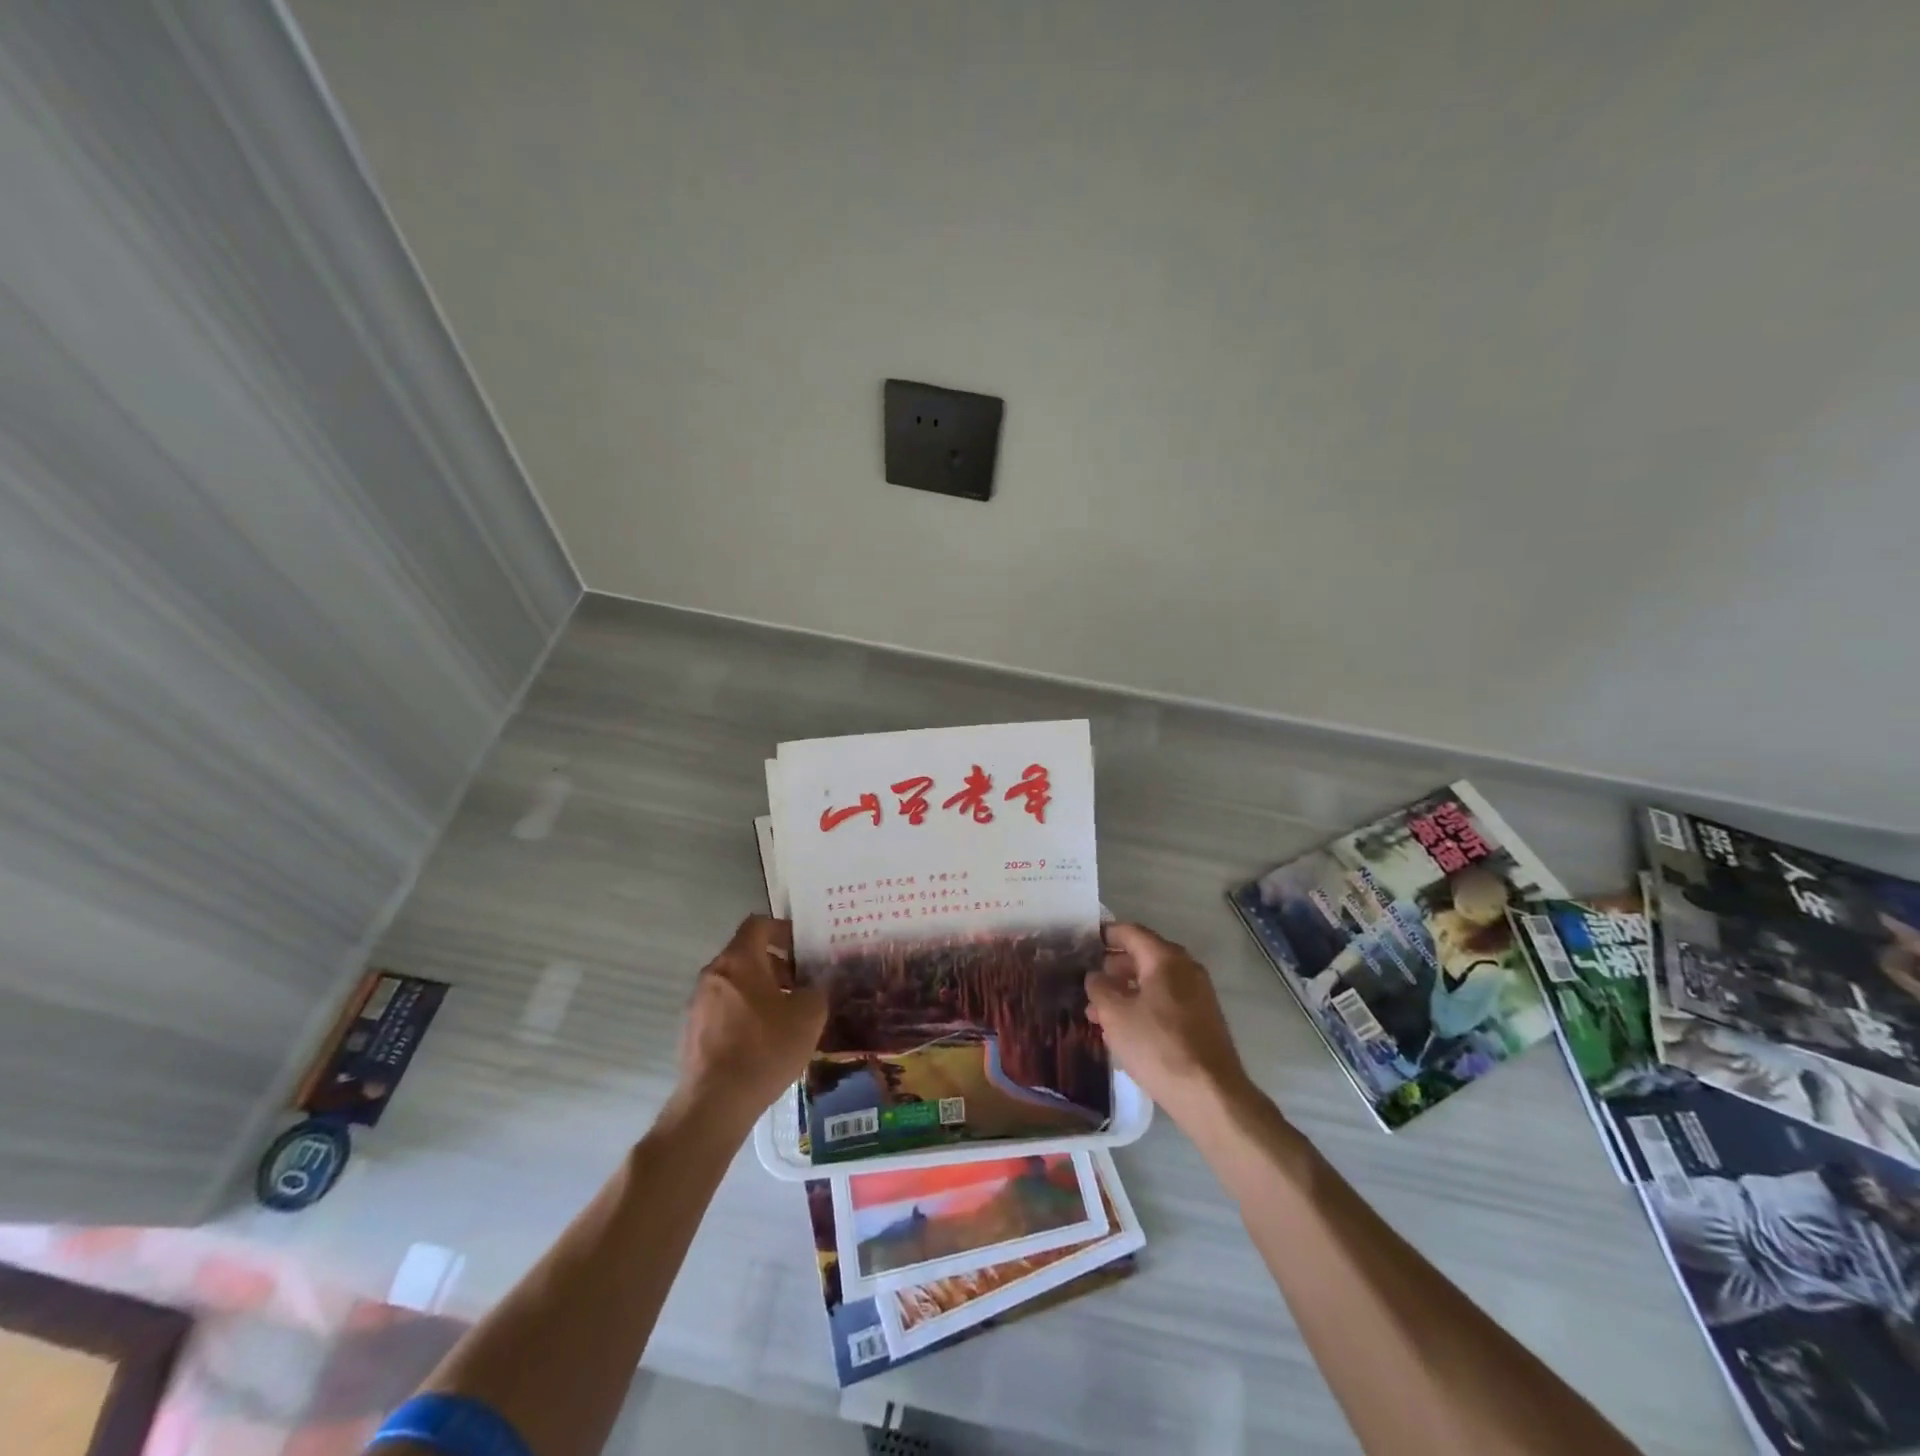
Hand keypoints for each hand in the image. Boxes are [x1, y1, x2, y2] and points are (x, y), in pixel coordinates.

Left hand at [676, 916, 825, 1128]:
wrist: (715, 1103)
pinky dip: (743, 1014)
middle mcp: (713, 974)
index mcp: (739, 960)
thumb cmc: (765, 1048)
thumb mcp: (809, 1015)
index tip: (802, 948)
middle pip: (746, 954)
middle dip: (775, 965)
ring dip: (759, 991)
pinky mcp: (691, 1032)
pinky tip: (762, 1042)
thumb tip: (813, 987)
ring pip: (734, 984)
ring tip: (784, 1017)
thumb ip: (816, 991)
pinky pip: (723, 1010)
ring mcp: (697, 1003)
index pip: (758, 924)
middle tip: (800, 985)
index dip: (783, 930)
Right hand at [1086, 923, 1250, 1123]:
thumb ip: (1099, 988)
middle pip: (1144, 956)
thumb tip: (1096, 976)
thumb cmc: (1157, 1045)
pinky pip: (1166, 1001)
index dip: (1106, 934)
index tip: (1084, 940)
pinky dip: (1144, 1006)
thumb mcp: (1115, 1014)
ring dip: (1126, 991)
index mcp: (1165, 958)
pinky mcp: (1202, 1019)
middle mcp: (1185, 968)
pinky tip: (1125, 1030)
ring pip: (1154, 982)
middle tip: (1088, 980)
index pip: (1130, 932)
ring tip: (1099, 1012)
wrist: (1210, 1094)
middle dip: (1113, 967)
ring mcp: (1198, 994)